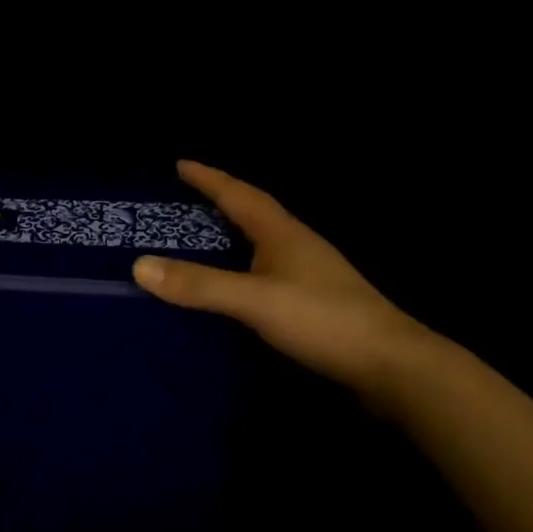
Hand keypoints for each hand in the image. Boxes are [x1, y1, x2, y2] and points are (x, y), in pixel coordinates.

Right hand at [132, 161, 455, 403]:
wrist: (394, 367)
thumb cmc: (323, 320)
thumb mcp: (254, 300)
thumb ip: (199, 285)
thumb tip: (138, 266)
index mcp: (282, 233)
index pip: (239, 194)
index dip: (208, 178)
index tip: (180, 163)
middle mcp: (296, 244)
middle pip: (253, 211)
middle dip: (219, 200)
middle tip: (183, 198)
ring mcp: (310, 273)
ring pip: (262, 241)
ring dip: (232, 231)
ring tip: (201, 235)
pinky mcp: (316, 301)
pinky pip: (267, 268)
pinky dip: (243, 264)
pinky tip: (235, 282)